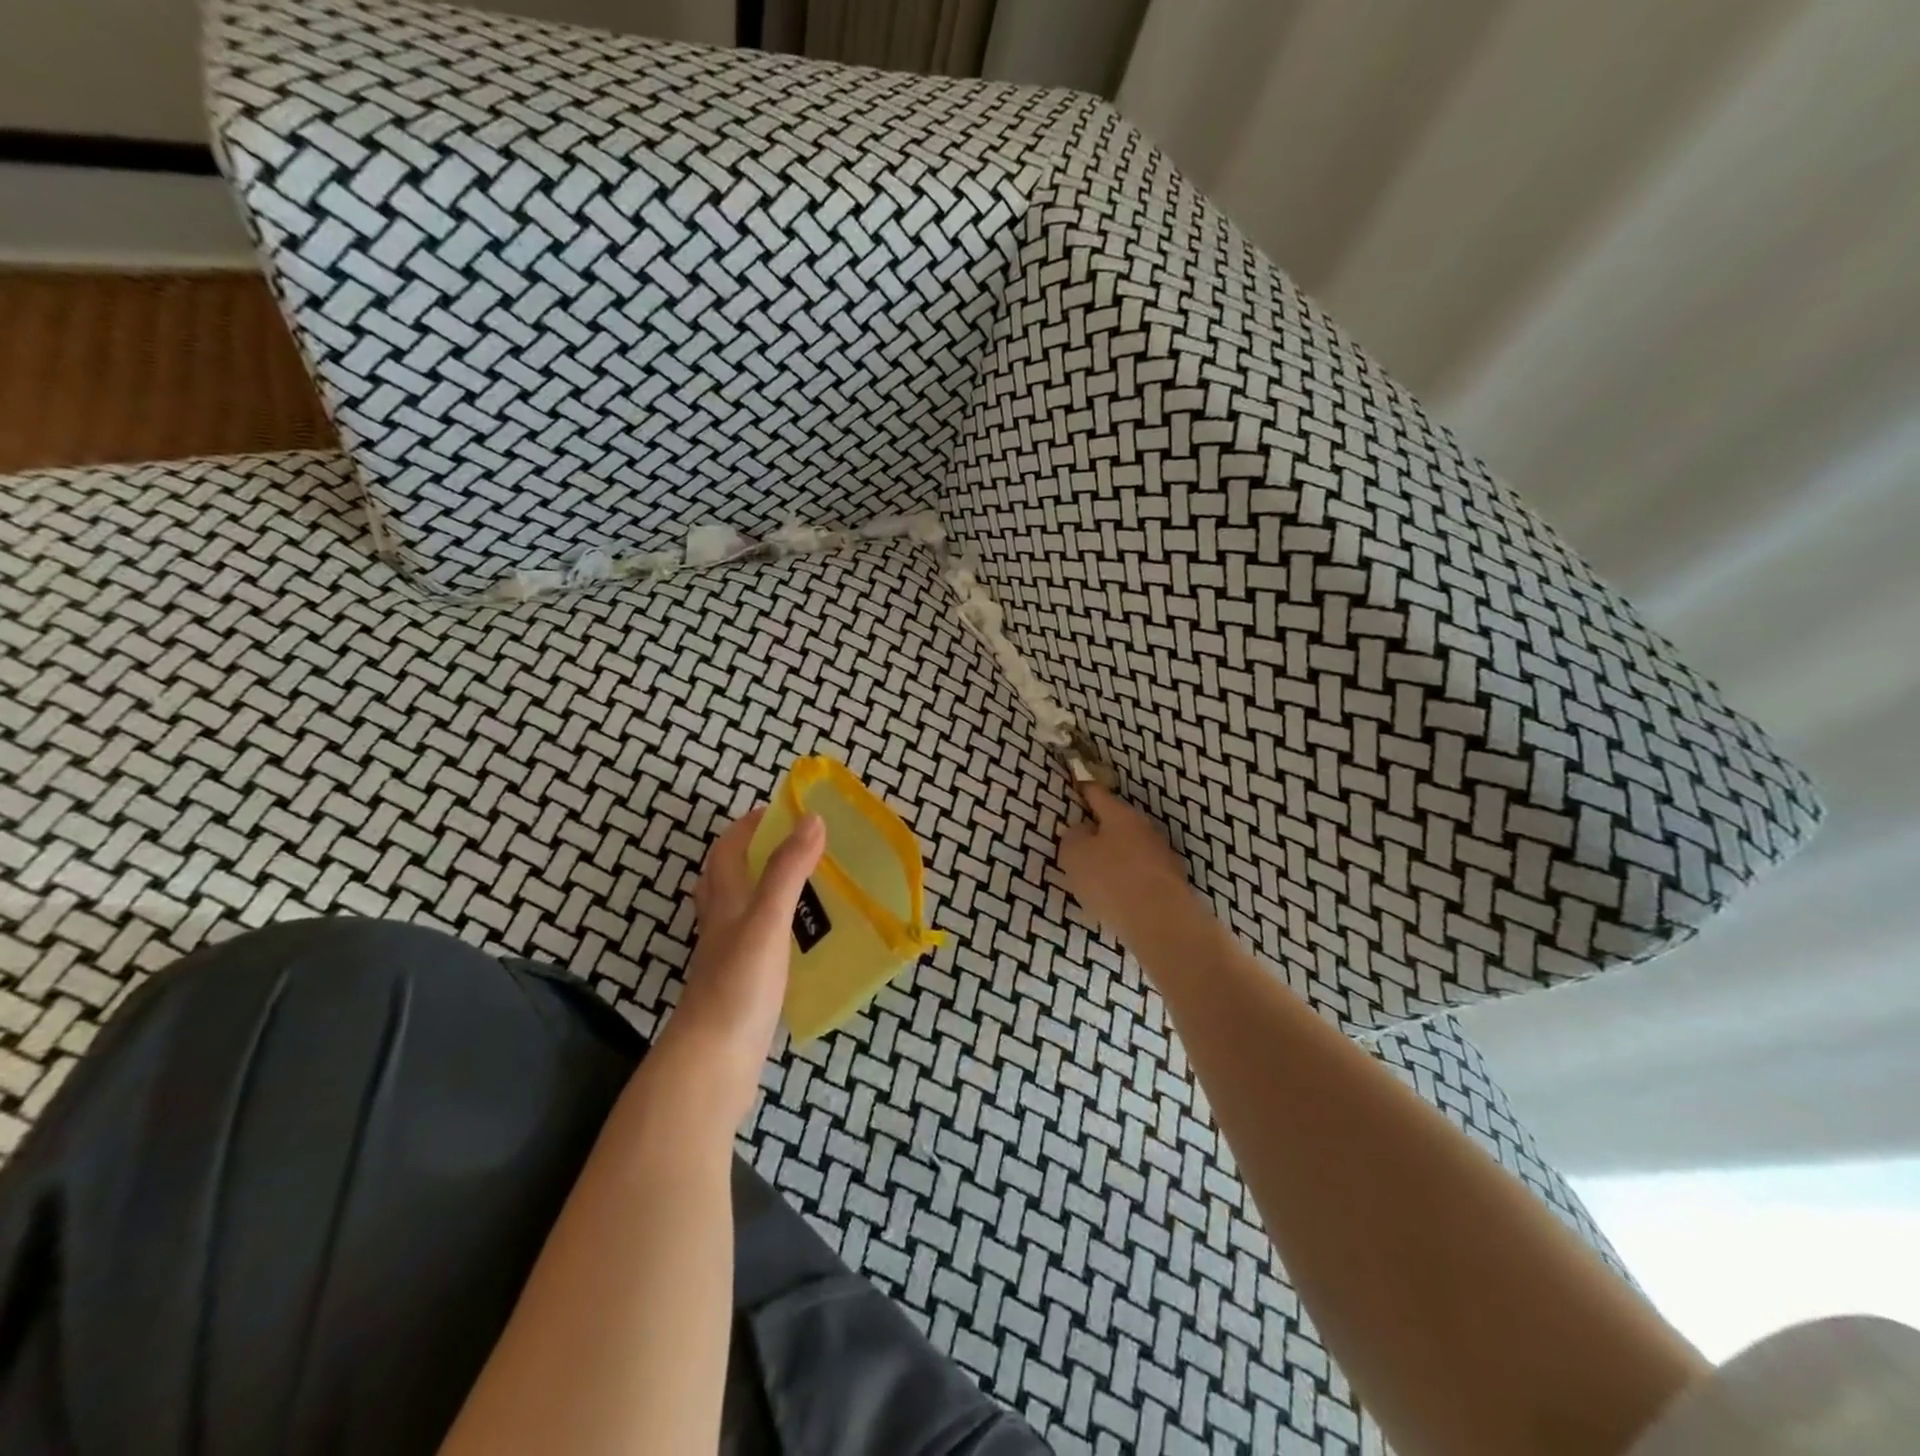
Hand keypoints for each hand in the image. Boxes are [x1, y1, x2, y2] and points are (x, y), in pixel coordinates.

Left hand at [658, 807, 824, 1127]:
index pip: (727, 852)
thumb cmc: (739, 985)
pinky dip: (774, 929)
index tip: (780, 810)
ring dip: (763, 890)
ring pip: (740, 912)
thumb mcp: (767, 920)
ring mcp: (727, 959)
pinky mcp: (740, 988)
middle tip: (793, 845)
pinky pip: (756, 944)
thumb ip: (788, 870)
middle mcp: (721, 926)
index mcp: (725, 903)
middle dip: (751, 854)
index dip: (747, 827)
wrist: (711, 1064)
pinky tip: (798, 941)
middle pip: (725, 879)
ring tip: (803, 886)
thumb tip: (811, 818)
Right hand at [1058, 785, 1207, 956]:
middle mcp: (1145, 829)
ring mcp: (1162, 856)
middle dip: (1101, 829)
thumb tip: (1082, 831)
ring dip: (1117, 856)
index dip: (1084, 789)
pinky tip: (1118, 895)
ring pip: (1132, 849)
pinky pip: (1142, 874)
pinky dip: (1129, 879)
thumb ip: (1073, 837)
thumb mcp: (1075, 855)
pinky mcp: (1171, 883)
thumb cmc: (1110, 879)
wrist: (1160, 921)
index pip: (1098, 794)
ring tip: (1098, 875)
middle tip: (1081, 841)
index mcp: (1120, 815)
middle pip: (1118, 822)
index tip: (1078, 785)